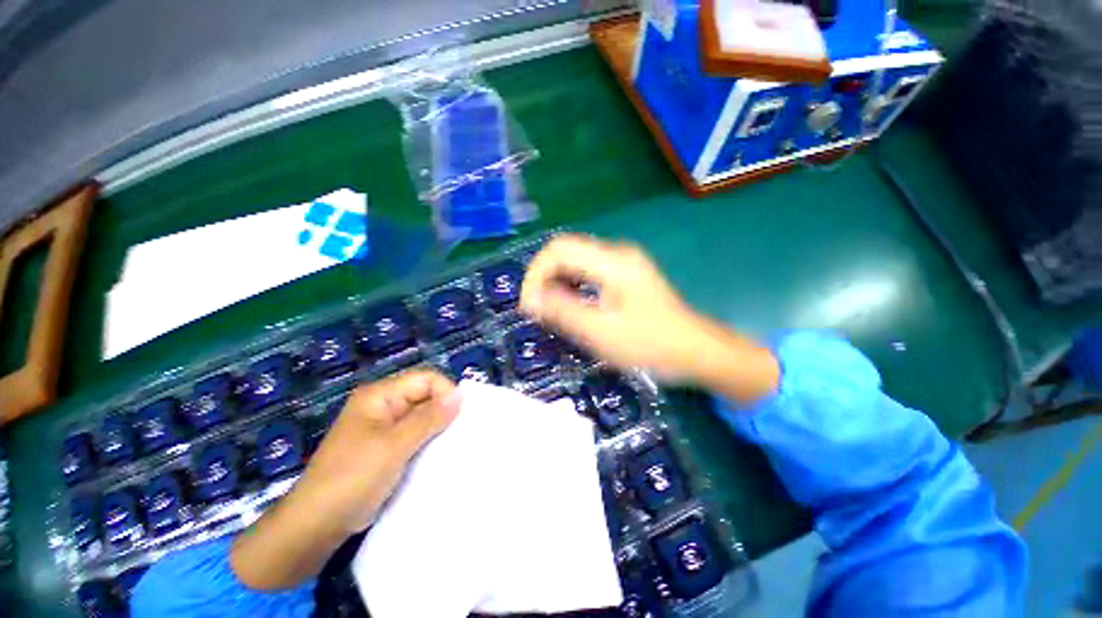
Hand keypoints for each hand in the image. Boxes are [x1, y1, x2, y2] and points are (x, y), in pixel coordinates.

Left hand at [232, 369, 459, 589]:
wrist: (314, 527)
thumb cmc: (352, 478)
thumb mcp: (394, 446)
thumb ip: (429, 418)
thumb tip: (460, 395)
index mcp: (380, 395)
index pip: (426, 379)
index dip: (445, 392)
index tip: (459, 416)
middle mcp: (383, 406)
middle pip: (425, 395)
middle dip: (444, 410)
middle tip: (460, 432)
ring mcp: (384, 428)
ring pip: (423, 417)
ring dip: (438, 428)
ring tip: (454, 444)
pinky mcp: (387, 448)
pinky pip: (416, 436)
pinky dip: (429, 442)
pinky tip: (440, 455)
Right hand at [520, 234, 778, 399]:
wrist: (696, 351)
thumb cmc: (650, 344)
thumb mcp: (601, 332)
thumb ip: (563, 312)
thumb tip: (531, 300)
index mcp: (612, 261)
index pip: (558, 249)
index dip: (535, 274)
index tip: (529, 306)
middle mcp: (616, 254)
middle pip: (565, 253)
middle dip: (544, 280)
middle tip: (537, 313)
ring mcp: (622, 264)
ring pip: (575, 264)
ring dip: (557, 285)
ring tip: (550, 314)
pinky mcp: (625, 276)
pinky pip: (588, 274)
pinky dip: (572, 289)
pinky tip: (570, 309)